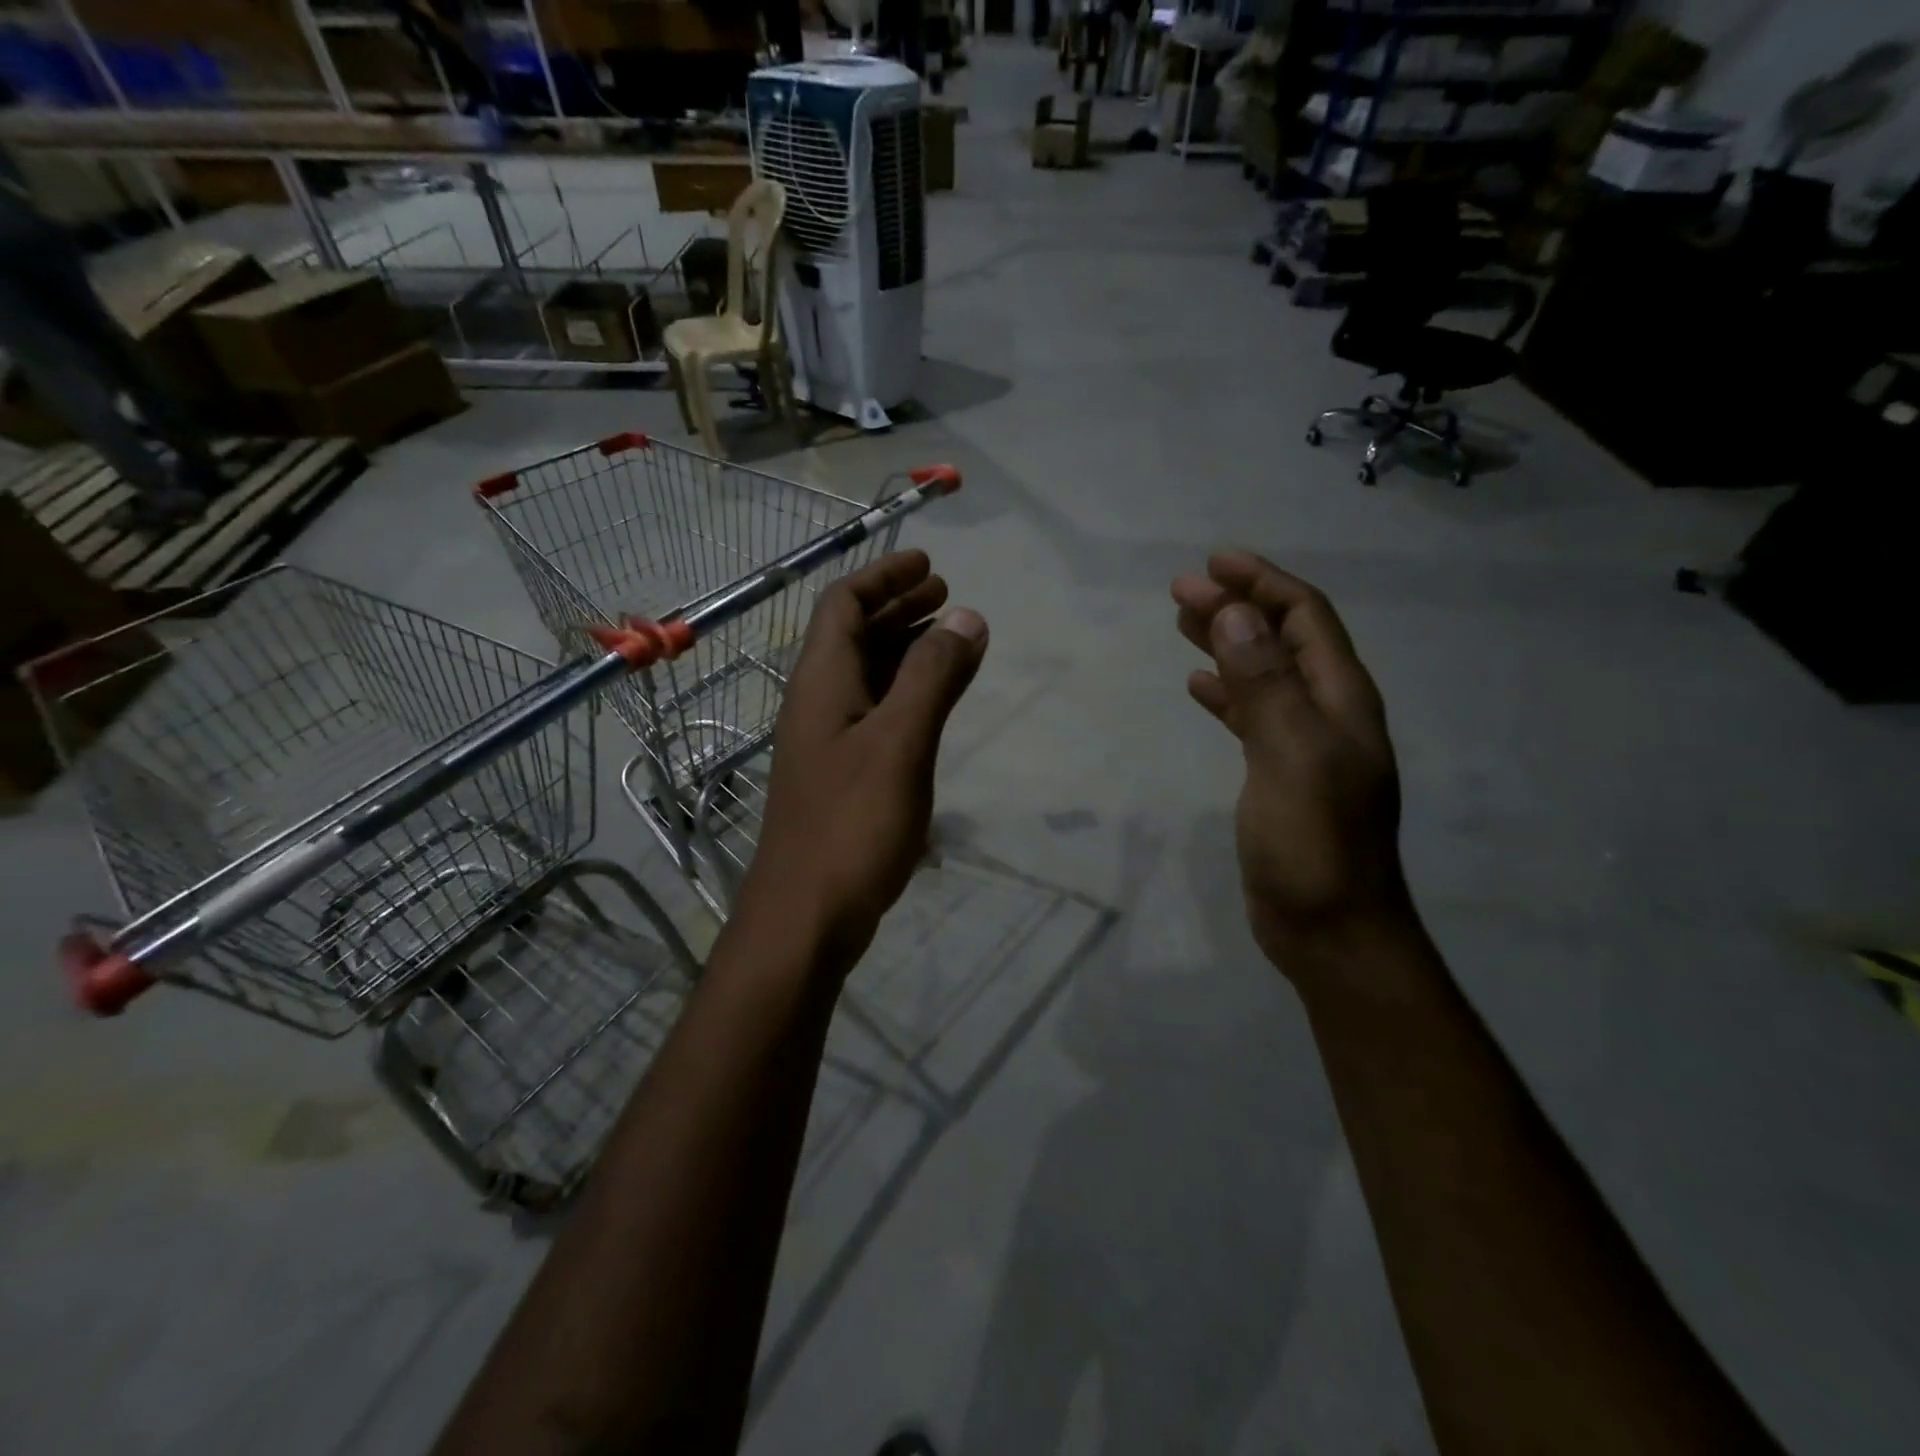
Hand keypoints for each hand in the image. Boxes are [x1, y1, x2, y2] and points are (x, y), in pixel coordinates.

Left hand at [740, 551, 987, 973]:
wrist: (806, 915)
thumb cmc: (852, 823)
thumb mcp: (900, 742)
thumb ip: (933, 677)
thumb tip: (967, 617)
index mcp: (822, 682)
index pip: (844, 605)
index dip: (884, 576)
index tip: (928, 564)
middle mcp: (818, 702)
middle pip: (853, 635)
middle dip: (897, 607)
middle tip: (945, 594)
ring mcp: (827, 741)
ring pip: (866, 675)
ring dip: (904, 648)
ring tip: (949, 638)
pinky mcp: (841, 774)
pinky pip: (874, 712)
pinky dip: (905, 692)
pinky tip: (932, 703)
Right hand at [1172, 552, 1410, 974]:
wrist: (1331, 928)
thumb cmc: (1315, 842)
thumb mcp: (1290, 754)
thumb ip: (1265, 683)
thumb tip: (1237, 613)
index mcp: (1340, 698)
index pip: (1305, 618)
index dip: (1263, 583)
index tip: (1213, 562)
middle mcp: (1327, 711)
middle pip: (1282, 639)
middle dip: (1237, 606)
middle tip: (1182, 589)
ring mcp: (1304, 744)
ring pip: (1264, 674)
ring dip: (1227, 643)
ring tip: (1183, 623)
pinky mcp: (1280, 773)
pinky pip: (1252, 714)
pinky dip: (1226, 692)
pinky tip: (1198, 686)